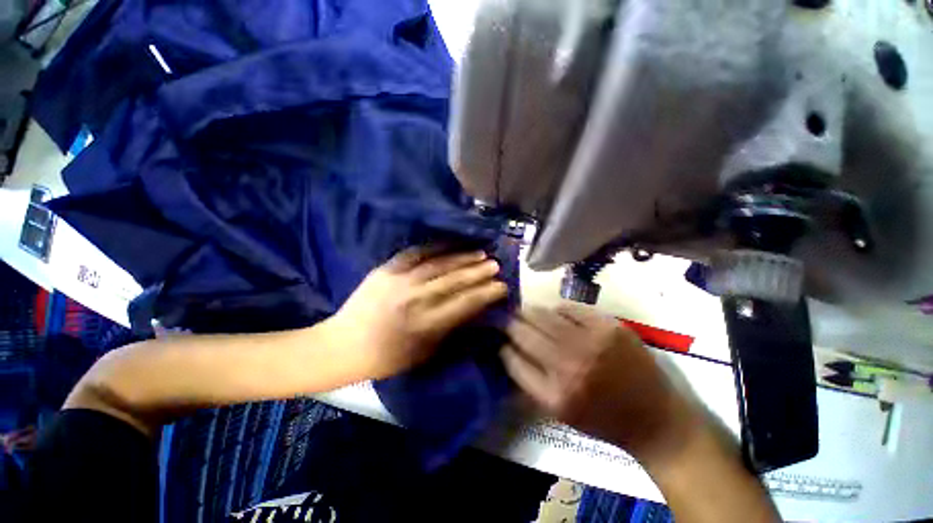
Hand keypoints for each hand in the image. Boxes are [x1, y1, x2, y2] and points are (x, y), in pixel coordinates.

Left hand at [329, 247, 507, 380]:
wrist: (344, 345)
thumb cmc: (388, 357)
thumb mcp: (425, 354)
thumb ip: (451, 331)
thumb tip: (476, 312)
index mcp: (427, 325)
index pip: (465, 304)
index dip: (486, 294)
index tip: (502, 286)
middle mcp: (416, 300)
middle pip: (455, 281)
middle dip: (479, 272)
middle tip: (496, 264)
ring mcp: (400, 280)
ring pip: (440, 264)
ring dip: (463, 257)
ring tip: (481, 252)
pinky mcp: (387, 268)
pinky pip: (416, 252)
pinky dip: (436, 246)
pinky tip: (451, 243)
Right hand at [502, 303, 700, 463]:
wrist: (655, 418)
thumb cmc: (603, 420)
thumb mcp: (559, 413)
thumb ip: (530, 381)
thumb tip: (508, 349)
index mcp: (554, 394)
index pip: (511, 359)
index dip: (502, 346)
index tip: (499, 339)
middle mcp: (568, 365)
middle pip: (523, 332)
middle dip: (509, 322)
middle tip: (505, 318)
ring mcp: (589, 342)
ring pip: (542, 315)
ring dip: (528, 312)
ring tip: (524, 311)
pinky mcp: (608, 326)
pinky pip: (569, 308)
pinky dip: (558, 310)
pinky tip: (557, 314)